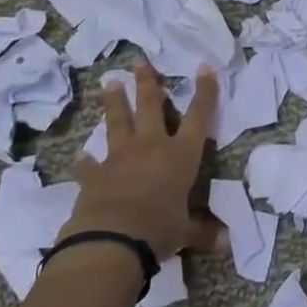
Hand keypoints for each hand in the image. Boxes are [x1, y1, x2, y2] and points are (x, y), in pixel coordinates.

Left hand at [64, 63, 223, 258]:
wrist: (112, 240)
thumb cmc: (159, 229)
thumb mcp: (186, 233)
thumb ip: (203, 233)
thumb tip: (226, 245)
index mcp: (181, 155)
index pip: (199, 117)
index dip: (204, 92)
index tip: (205, 67)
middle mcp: (152, 147)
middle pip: (150, 107)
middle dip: (147, 83)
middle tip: (139, 61)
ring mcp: (120, 157)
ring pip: (118, 123)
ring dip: (114, 103)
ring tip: (110, 83)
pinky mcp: (94, 175)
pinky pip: (90, 164)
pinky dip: (86, 161)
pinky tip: (80, 156)